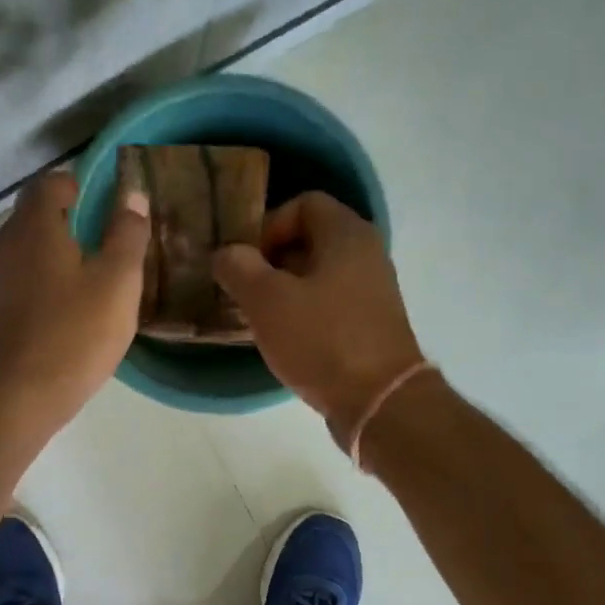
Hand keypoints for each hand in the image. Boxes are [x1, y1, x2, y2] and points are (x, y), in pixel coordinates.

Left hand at [0, 170, 149, 440]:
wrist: (11, 400)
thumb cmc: (72, 336)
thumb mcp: (117, 284)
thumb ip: (127, 236)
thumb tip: (130, 196)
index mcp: (33, 226)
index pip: (51, 182)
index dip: (80, 188)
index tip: (106, 210)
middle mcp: (1, 244)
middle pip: (34, 218)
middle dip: (68, 226)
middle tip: (104, 252)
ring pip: (23, 254)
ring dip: (52, 260)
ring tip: (85, 288)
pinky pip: (15, 285)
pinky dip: (37, 288)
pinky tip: (60, 318)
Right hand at [213, 191, 423, 445]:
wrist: (378, 401)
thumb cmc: (321, 339)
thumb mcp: (266, 300)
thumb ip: (239, 268)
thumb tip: (226, 254)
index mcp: (346, 233)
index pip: (303, 203)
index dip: (268, 225)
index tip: (246, 261)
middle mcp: (367, 253)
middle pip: (310, 240)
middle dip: (271, 262)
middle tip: (245, 291)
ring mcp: (373, 290)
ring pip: (319, 275)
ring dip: (285, 291)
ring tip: (260, 318)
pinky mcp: (372, 324)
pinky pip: (331, 304)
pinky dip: (305, 314)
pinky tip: (286, 340)